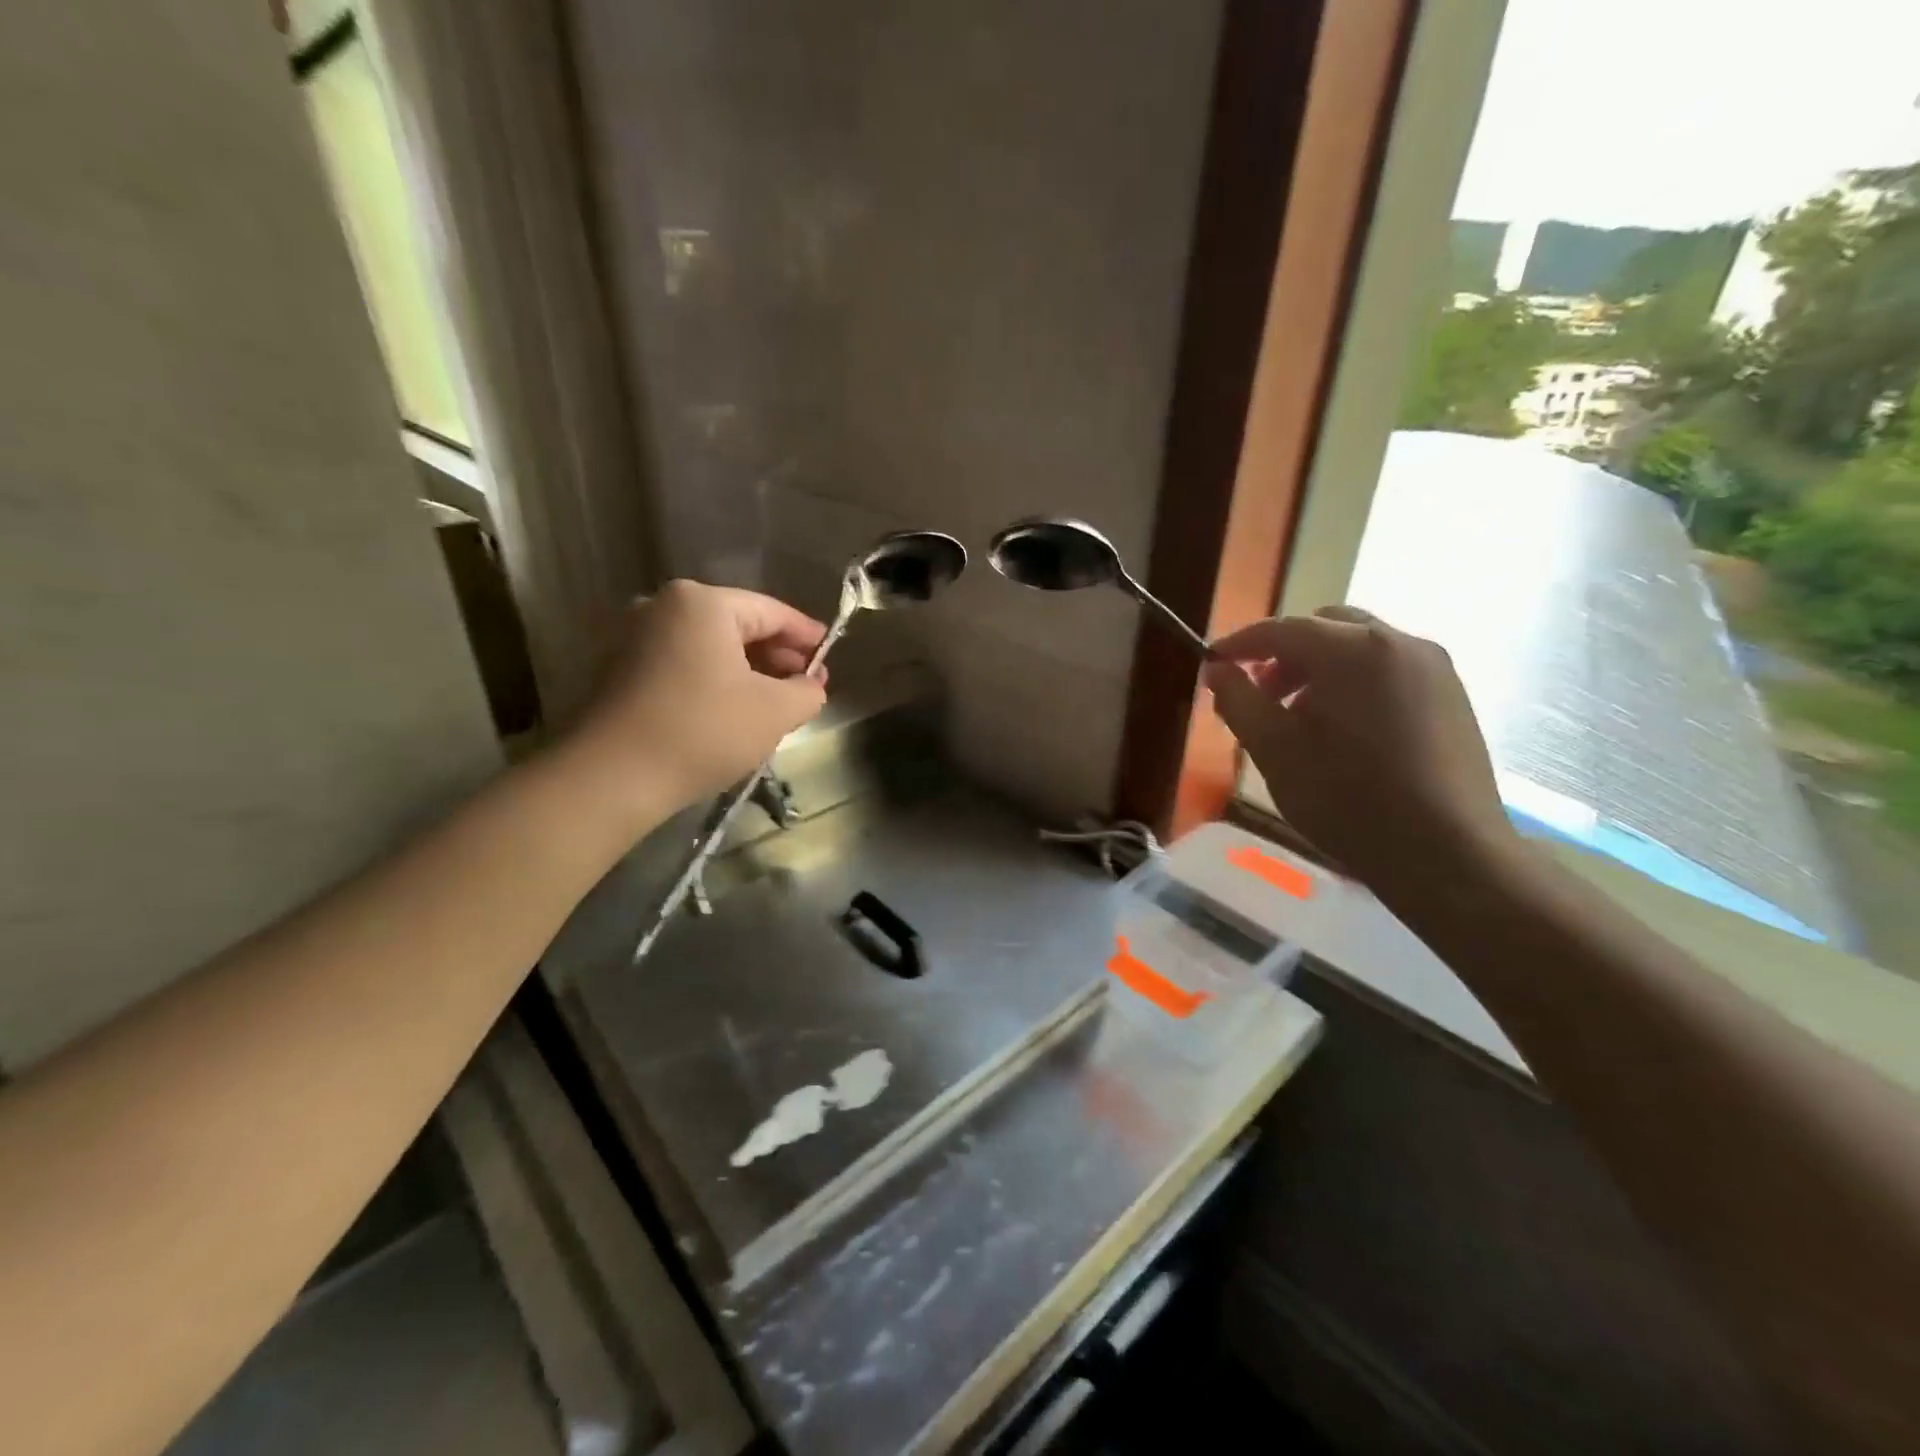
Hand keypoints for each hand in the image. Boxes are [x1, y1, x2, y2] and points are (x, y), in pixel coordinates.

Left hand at [562, 581, 828, 821]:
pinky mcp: (619, 669)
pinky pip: (683, 663)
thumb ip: (807, 691)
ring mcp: (635, 637)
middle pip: (738, 625)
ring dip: (747, 670)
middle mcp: (663, 606)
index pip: (772, 611)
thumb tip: (811, 685)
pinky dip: (714, 680)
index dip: (807, 635)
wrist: (611, 776)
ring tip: (775, 702)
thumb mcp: (775, 712)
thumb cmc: (703, 730)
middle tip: (807, 686)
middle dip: (777, 656)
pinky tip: (732, 710)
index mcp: (703, 603)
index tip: (830, 656)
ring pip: (709, 647)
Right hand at [1203, 606, 1516, 901]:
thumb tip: (1217, 669)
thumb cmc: (1348, 800)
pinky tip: (1344, 731)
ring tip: (1299, 719)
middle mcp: (1399, 642)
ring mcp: (1433, 667)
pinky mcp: (1452, 695)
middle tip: (1260, 694)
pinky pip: (1389, 669)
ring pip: (1360, 647)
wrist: (1448, 854)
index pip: (1282, 629)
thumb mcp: (1275, 751)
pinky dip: (1354, 682)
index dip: (1240, 644)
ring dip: (1319, 668)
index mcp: (1353, 651)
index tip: (1212, 664)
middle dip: (1284, 654)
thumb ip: (1239, 701)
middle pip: (1325, 628)